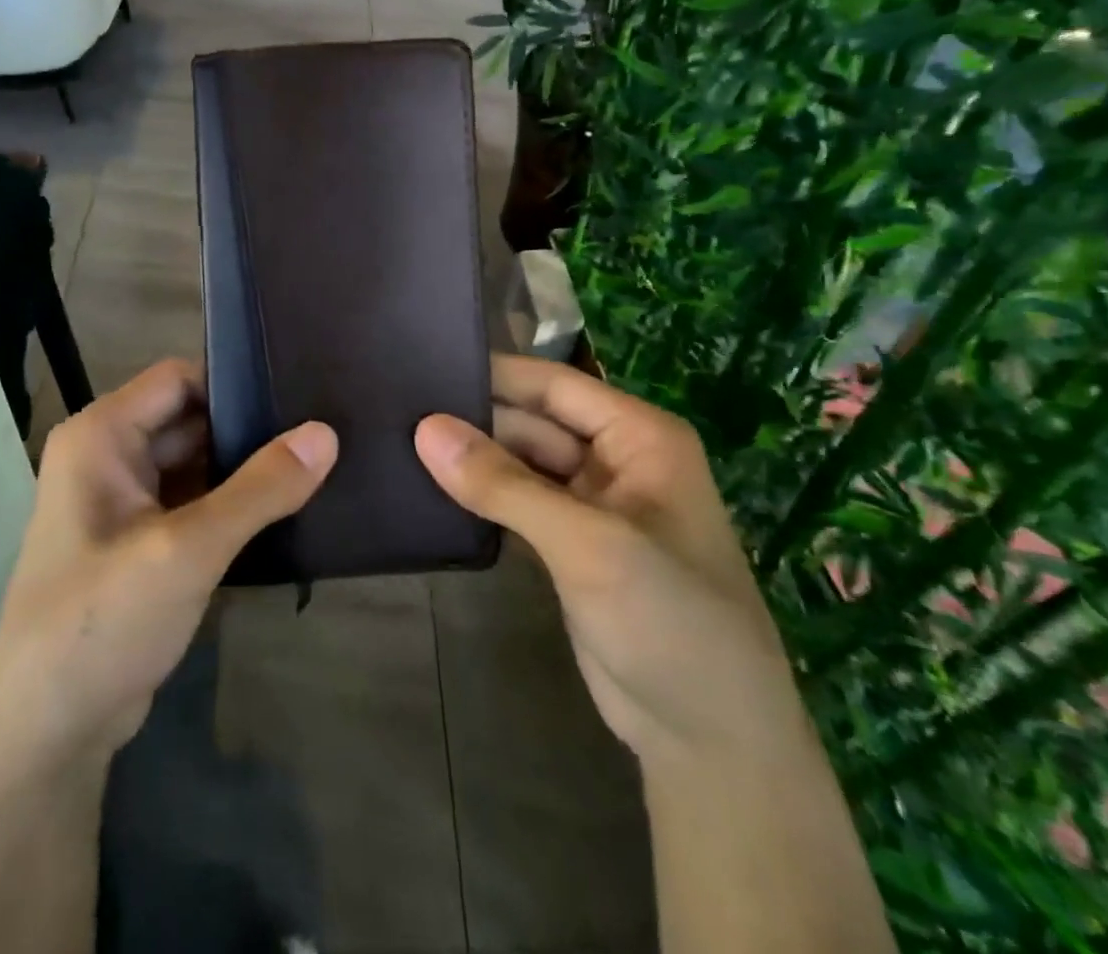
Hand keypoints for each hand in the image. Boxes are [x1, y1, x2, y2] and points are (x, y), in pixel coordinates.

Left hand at [0, 359, 337, 762]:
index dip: (234, 382)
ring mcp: (124, 502)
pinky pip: (194, 501)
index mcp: (101, 436)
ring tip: (314, 465)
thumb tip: (326, 433)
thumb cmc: (101, 622)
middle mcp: (108, 457)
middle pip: (190, 419)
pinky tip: (284, 509)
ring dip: (244, 469)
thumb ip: (259, 489)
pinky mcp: (141, 542)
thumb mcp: (186, 550)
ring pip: (196, 462)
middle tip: (319, 433)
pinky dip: (232, 504)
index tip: (296, 395)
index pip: (179, 380)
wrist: (46, 735)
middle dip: (247, 429)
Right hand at [415, 355, 809, 763]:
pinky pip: (517, 502)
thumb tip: (425, 429)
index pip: (554, 385)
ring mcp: (591, 505)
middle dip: (475, 417)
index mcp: (639, 437)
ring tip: (399, 439)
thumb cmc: (669, 622)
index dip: (494, 373)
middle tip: (396, 407)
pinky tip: (430, 486)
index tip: (423, 364)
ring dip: (473, 457)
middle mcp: (616, 460)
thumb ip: (504, 485)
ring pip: (521, 462)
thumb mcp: (587, 544)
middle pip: (533, 421)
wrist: (711, 744)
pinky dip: (481, 495)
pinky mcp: (569, 546)